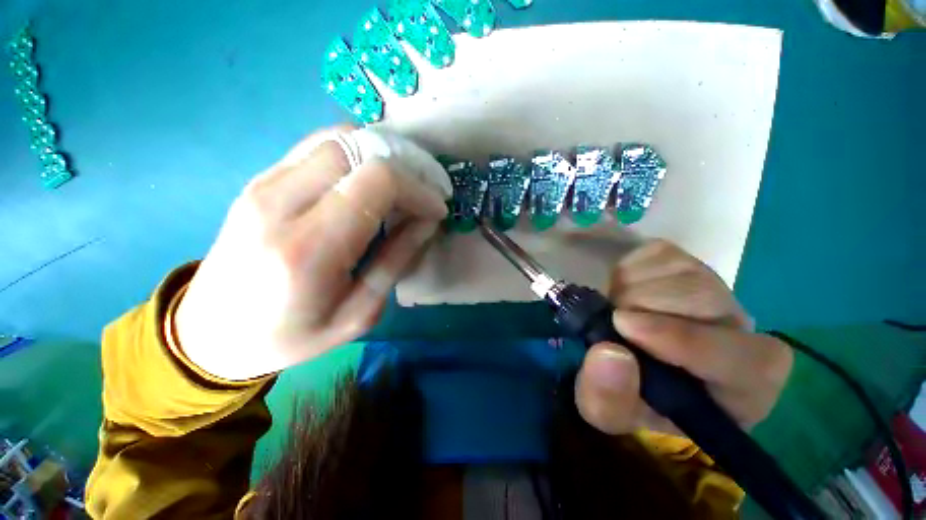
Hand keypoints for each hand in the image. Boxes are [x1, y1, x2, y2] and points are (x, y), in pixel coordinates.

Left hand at [175, 127, 447, 379]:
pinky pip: (318, 148)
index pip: (377, 182)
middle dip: (405, 164)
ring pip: (337, 139)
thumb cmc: (290, 336)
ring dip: (382, 155)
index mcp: (309, 248)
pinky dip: (357, 155)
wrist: (211, 333)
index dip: (417, 188)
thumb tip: (427, 221)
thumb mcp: (358, 313)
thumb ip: (396, 261)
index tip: (436, 208)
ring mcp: (264, 185)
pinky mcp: (260, 180)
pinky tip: (371, 182)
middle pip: (357, 148)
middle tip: (426, 189)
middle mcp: (280, 203)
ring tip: (405, 184)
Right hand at [575, 240, 792, 434]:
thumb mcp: (608, 411)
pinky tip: (622, 291)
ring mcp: (712, 286)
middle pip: (704, 301)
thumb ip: (608, 398)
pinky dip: (626, 270)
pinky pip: (655, 253)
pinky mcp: (683, 261)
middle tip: (611, 320)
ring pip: (677, 272)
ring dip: (629, 289)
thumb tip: (608, 353)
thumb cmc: (630, 392)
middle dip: (641, 307)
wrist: (626, 355)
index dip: (687, 341)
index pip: (748, 360)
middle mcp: (738, 328)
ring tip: (616, 309)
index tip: (625, 327)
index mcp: (740, 385)